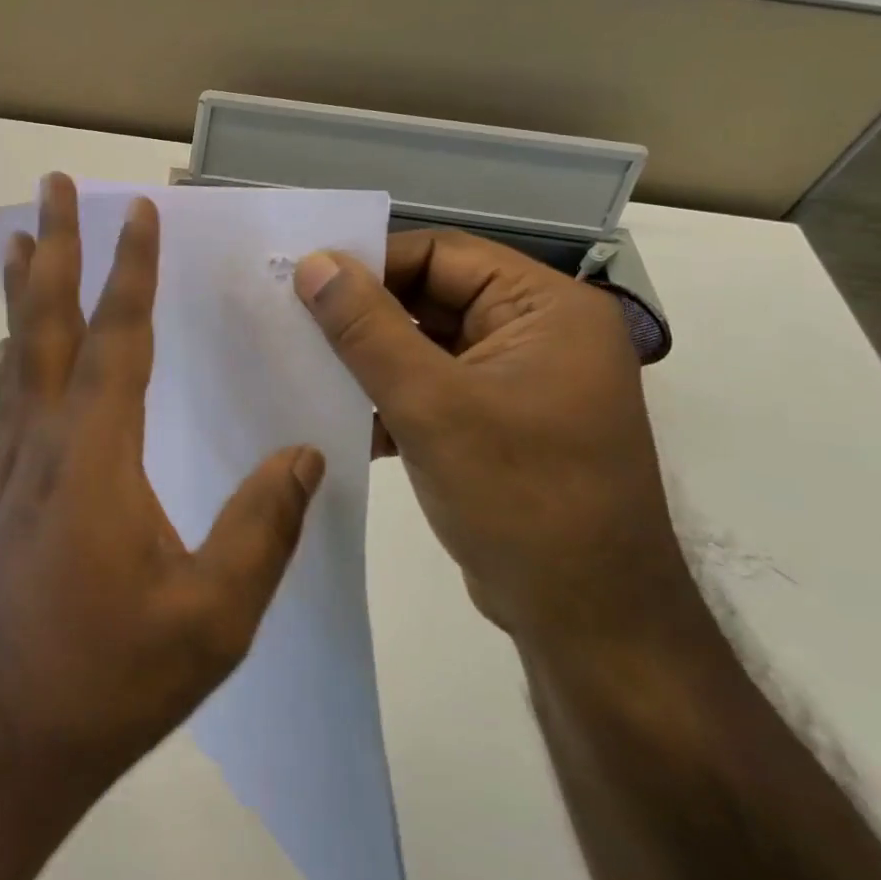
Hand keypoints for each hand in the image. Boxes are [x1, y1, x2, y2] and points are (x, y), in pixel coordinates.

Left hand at [0, 174, 326, 812]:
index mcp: (96, 453)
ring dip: (26, 290)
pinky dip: (15, 350)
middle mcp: (44, 438)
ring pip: (19, 352)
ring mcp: (11, 463)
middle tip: (50, 186)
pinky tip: (15, 345)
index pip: (119, 337)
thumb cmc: (107, 677)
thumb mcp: (212, 616)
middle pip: (49, 321)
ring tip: (26, 241)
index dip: (130, 269)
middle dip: (57, 246)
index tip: (136, 211)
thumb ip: (262, 529)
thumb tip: (306, 459)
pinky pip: (10, 396)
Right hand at [292, 230, 688, 647]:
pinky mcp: (498, 424)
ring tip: (303, 362)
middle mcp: (539, 334)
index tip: (303, 280)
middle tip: (291, 318)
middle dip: (365, 314)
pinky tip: (340, 413)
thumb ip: (367, 328)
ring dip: (370, 358)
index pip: (443, 254)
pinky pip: (432, 387)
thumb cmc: (521, 499)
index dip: (372, 262)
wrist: (588, 625)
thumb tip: (312, 262)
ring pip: (425, 345)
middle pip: (433, 297)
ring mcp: (519, 382)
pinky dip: (389, 396)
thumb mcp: (432, 405)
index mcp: (547, 309)